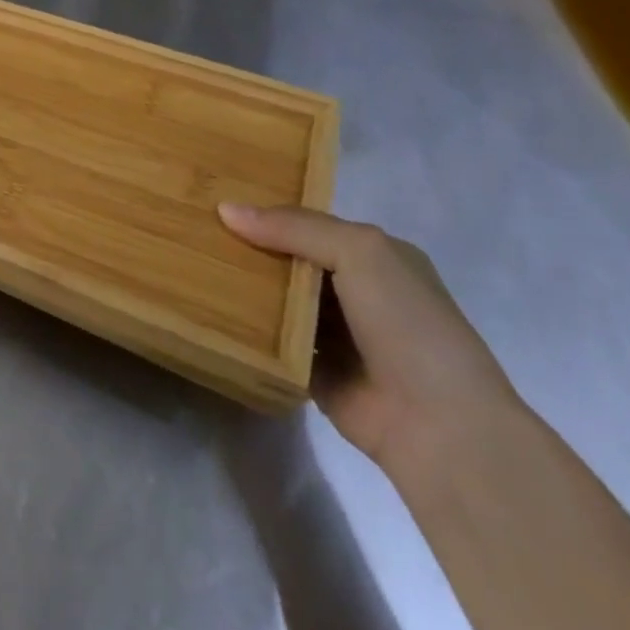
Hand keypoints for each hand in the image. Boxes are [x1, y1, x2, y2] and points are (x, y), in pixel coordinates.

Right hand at [219, 204, 522, 477]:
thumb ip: (294, 227)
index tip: (218, 200)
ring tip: (188, 262)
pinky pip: (272, 341)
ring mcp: (336, 335)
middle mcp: (355, 291)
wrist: (441, 428)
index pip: (310, 224)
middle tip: (194, 229)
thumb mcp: (358, 252)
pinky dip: (247, 329)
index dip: (269, 212)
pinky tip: (207, 309)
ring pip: (278, 299)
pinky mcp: (315, 372)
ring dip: (245, 287)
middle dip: (249, 247)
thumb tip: (226, 209)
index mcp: (375, 257)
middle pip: (290, 259)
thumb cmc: (407, 323)